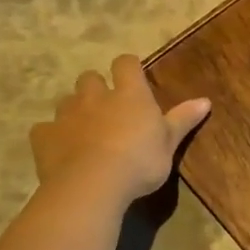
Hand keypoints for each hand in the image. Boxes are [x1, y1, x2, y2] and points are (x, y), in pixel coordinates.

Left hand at [29, 55, 209, 203]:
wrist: (92, 186)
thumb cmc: (139, 162)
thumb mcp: (169, 143)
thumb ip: (183, 120)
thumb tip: (205, 100)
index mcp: (130, 94)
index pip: (126, 64)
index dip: (128, 68)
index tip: (133, 78)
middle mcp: (96, 97)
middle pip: (90, 78)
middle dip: (96, 88)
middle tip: (106, 108)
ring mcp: (67, 115)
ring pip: (66, 101)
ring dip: (75, 110)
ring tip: (84, 130)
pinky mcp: (44, 137)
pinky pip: (44, 129)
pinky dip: (52, 135)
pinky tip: (60, 150)